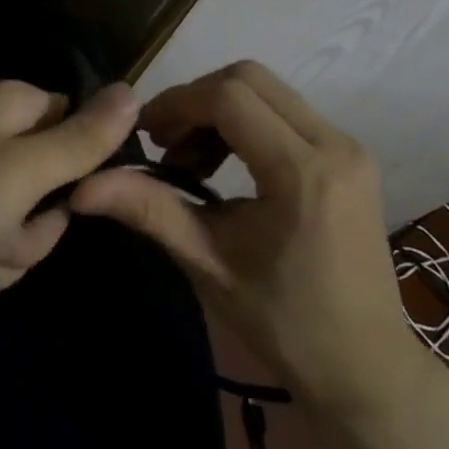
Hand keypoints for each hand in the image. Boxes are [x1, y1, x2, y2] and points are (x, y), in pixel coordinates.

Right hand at [71, 62, 427, 415]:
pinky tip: (225, 165)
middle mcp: (334, 144)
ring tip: (191, 161)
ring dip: (220, 109)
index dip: (178, 103)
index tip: (145, 133)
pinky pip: (287, 112)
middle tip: (166, 143)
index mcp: (303, 172)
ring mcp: (349, 146)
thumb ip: (149, 210)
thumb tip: (82, 186)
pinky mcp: (350, 155)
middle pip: (249, 78)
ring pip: (268, 91)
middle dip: (196, 99)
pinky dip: (247, 122)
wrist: (367, 370)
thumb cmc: (285, 324)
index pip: (229, 97)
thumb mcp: (208, 264)